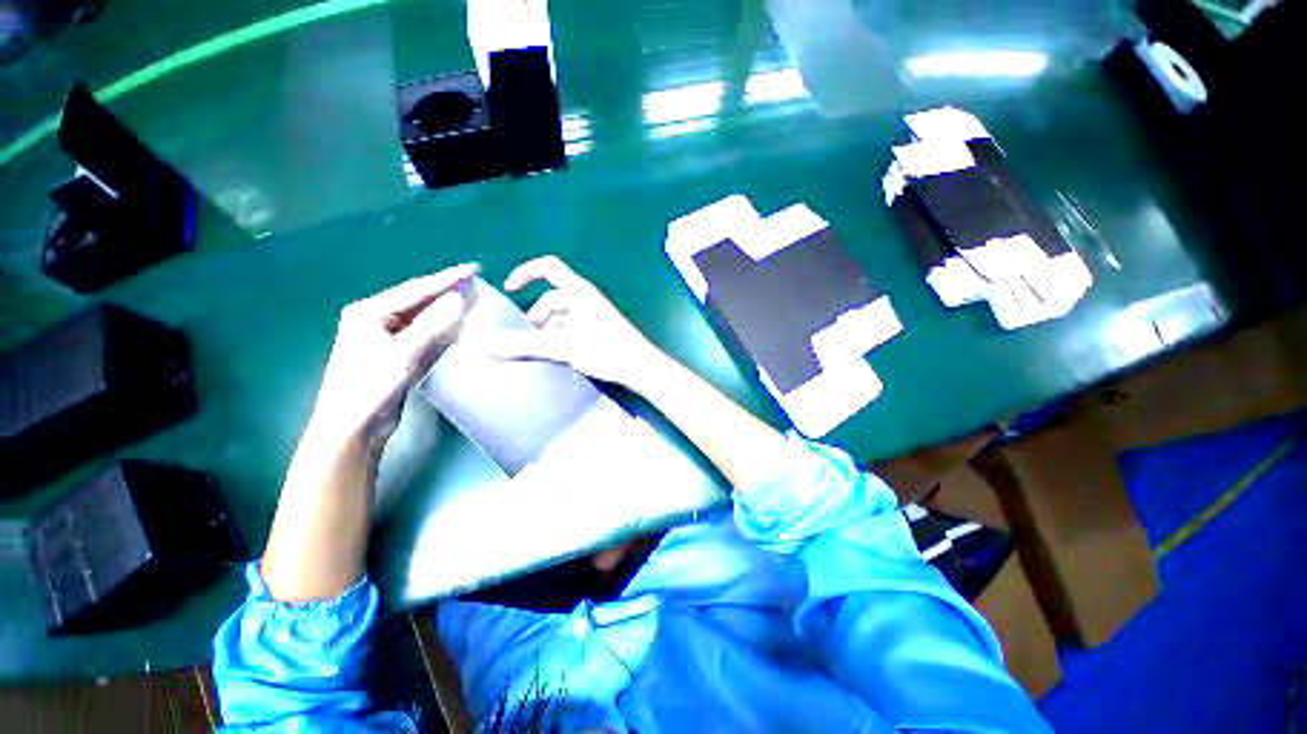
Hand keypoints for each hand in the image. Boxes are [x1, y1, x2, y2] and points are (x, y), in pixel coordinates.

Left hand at [307, 263, 477, 445]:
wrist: (353, 427)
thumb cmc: (371, 385)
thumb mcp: (404, 352)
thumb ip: (434, 324)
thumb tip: (460, 298)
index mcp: (370, 311)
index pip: (416, 290)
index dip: (447, 278)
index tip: (474, 269)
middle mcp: (377, 320)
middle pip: (420, 301)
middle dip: (448, 292)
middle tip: (477, 284)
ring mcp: (387, 338)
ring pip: (424, 319)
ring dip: (448, 311)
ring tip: (473, 301)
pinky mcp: (397, 355)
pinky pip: (425, 336)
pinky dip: (443, 330)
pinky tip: (458, 326)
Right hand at [497, 256, 665, 389]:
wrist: (640, 367)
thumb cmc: (605, 350)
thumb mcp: (564, 347)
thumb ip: (527, 345)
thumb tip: (489, 345)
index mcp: (578, 291)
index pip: (548, 268)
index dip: (526, 273)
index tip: (510, 289)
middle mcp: (585, 298)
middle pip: (551, 298)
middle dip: (536, 317)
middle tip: (526, 340)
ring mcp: (593, 314)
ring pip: (561, 315)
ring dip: (547, 330)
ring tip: (540, 352)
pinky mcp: (599, 329)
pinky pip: (571, 326)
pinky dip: (560, 336)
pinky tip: (556, 355)